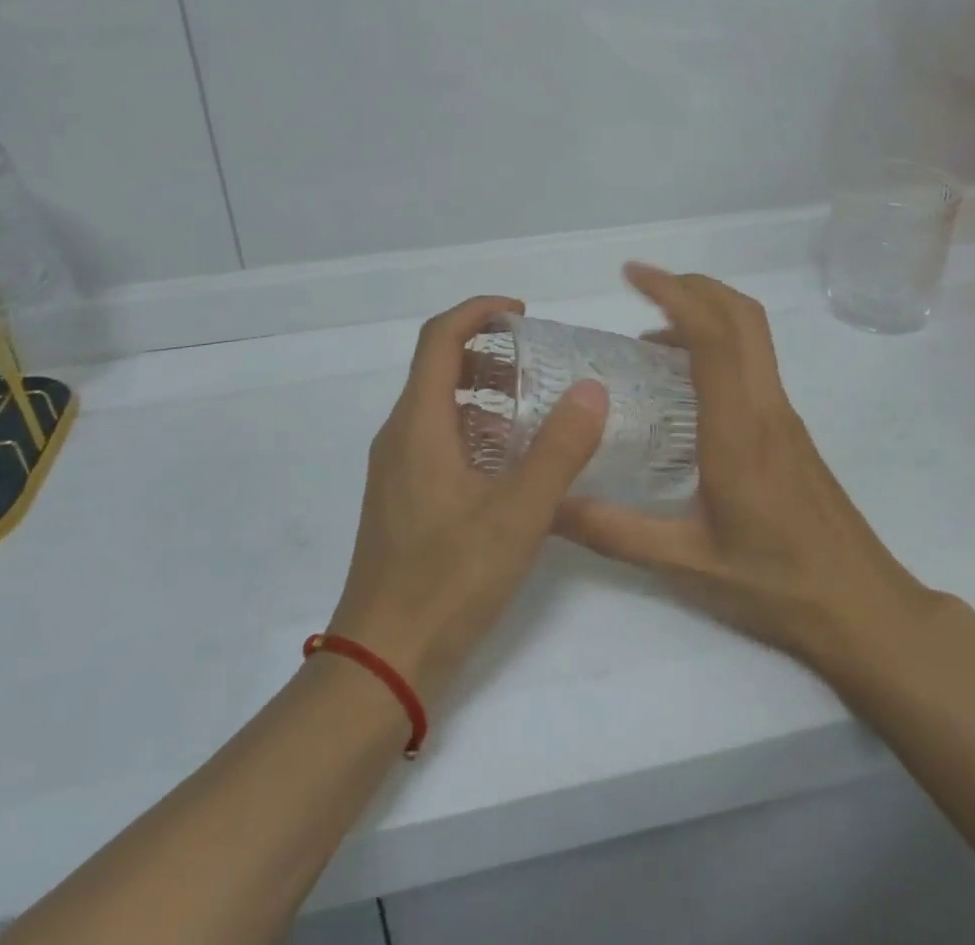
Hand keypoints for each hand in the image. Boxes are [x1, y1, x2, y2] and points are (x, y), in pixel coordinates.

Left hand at [329, 295, 609, 709]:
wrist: (383, 663)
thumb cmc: (448, 580)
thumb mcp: (519, 513)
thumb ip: (559, 449)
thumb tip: (591, 389)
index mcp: (418, 423)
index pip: (439, 337)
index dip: (479, 311)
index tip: (523, 313)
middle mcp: (400, 436)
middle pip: (439, 367)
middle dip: (488, 351)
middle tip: (540, 361)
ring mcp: (398, 470)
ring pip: (441, 407)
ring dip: (485, 392)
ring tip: (537, 406)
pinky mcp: (404, 500)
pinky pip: (440, 441)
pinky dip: (477, 430)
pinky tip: (515, 464)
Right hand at [553, 266, 934, 685]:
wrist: (864, 608)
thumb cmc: (777, 585)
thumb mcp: (687, 565)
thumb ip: (615, 533)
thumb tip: (551, 507)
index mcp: (739, 431)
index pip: (713, 339)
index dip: (674, 294)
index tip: (633, 275)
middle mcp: (766, 407)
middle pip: (741, 315)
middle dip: (692, 284)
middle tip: (641, 284)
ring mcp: (783, 414)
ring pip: (753, 334)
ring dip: (707, 310)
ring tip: (651, 330)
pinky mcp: (789, 427)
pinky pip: (753, 361)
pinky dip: (717, 343)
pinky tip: (682, 381)